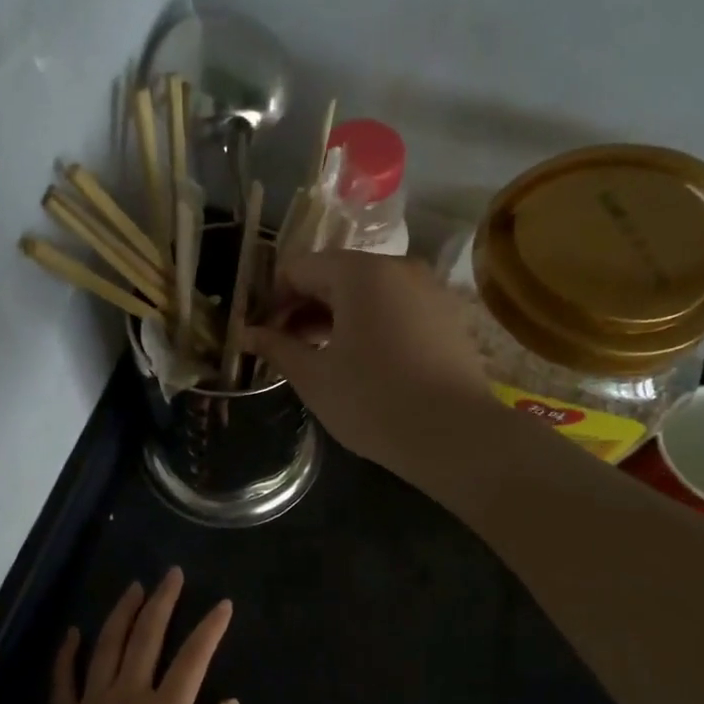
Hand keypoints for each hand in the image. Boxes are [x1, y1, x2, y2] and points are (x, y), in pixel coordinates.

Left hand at [36, 569, 237, 703]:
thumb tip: (230, 703)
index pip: (192, 659)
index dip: (210, 629)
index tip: (223, 604)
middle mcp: (127, 697)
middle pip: (147, 636)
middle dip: (163, 601)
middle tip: (172, 573)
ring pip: (107, 645)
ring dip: (123, 612)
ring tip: (135, 587)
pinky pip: (64, 678)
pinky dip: (68, 652)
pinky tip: (73, 632)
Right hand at [244, 251, 489, 475]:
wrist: (457, 436)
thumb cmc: (374, 401)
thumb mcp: (314, 377)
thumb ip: (277, 347)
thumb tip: (246, 333)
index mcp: (360, 273)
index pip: (299, 268)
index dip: (272, 299)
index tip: (260, 334)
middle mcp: (397, 268)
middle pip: (334, 275)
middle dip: (303, 307)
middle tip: (283, 347)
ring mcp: (428, 290)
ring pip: (366, 292)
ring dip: (334, 316)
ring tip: (316, 355)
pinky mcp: (446, 315)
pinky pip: (394, 307)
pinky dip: (368, 323)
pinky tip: (358, 360)